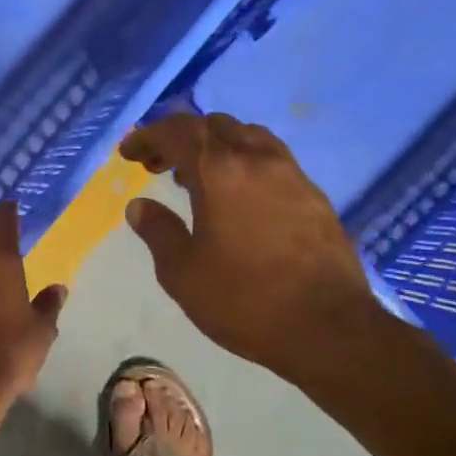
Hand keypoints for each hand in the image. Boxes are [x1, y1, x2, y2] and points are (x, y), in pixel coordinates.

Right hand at [119, 114, 386, 384]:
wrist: (327, 328)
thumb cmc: (243, 300)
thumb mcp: (182, 272)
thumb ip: (158, 231)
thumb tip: (139, 206)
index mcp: (220, 171)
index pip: (179, 132)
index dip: (149, 137)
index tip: (128, 153)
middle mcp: (258, 160)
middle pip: (215, 126)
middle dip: (181, 138)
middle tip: (158, 166)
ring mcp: (292, 175)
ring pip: (248, 137)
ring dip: (215, 147)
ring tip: (196, 178)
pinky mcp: (314, 196)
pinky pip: (271, 160)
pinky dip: (243, 163)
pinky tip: (236, 198)